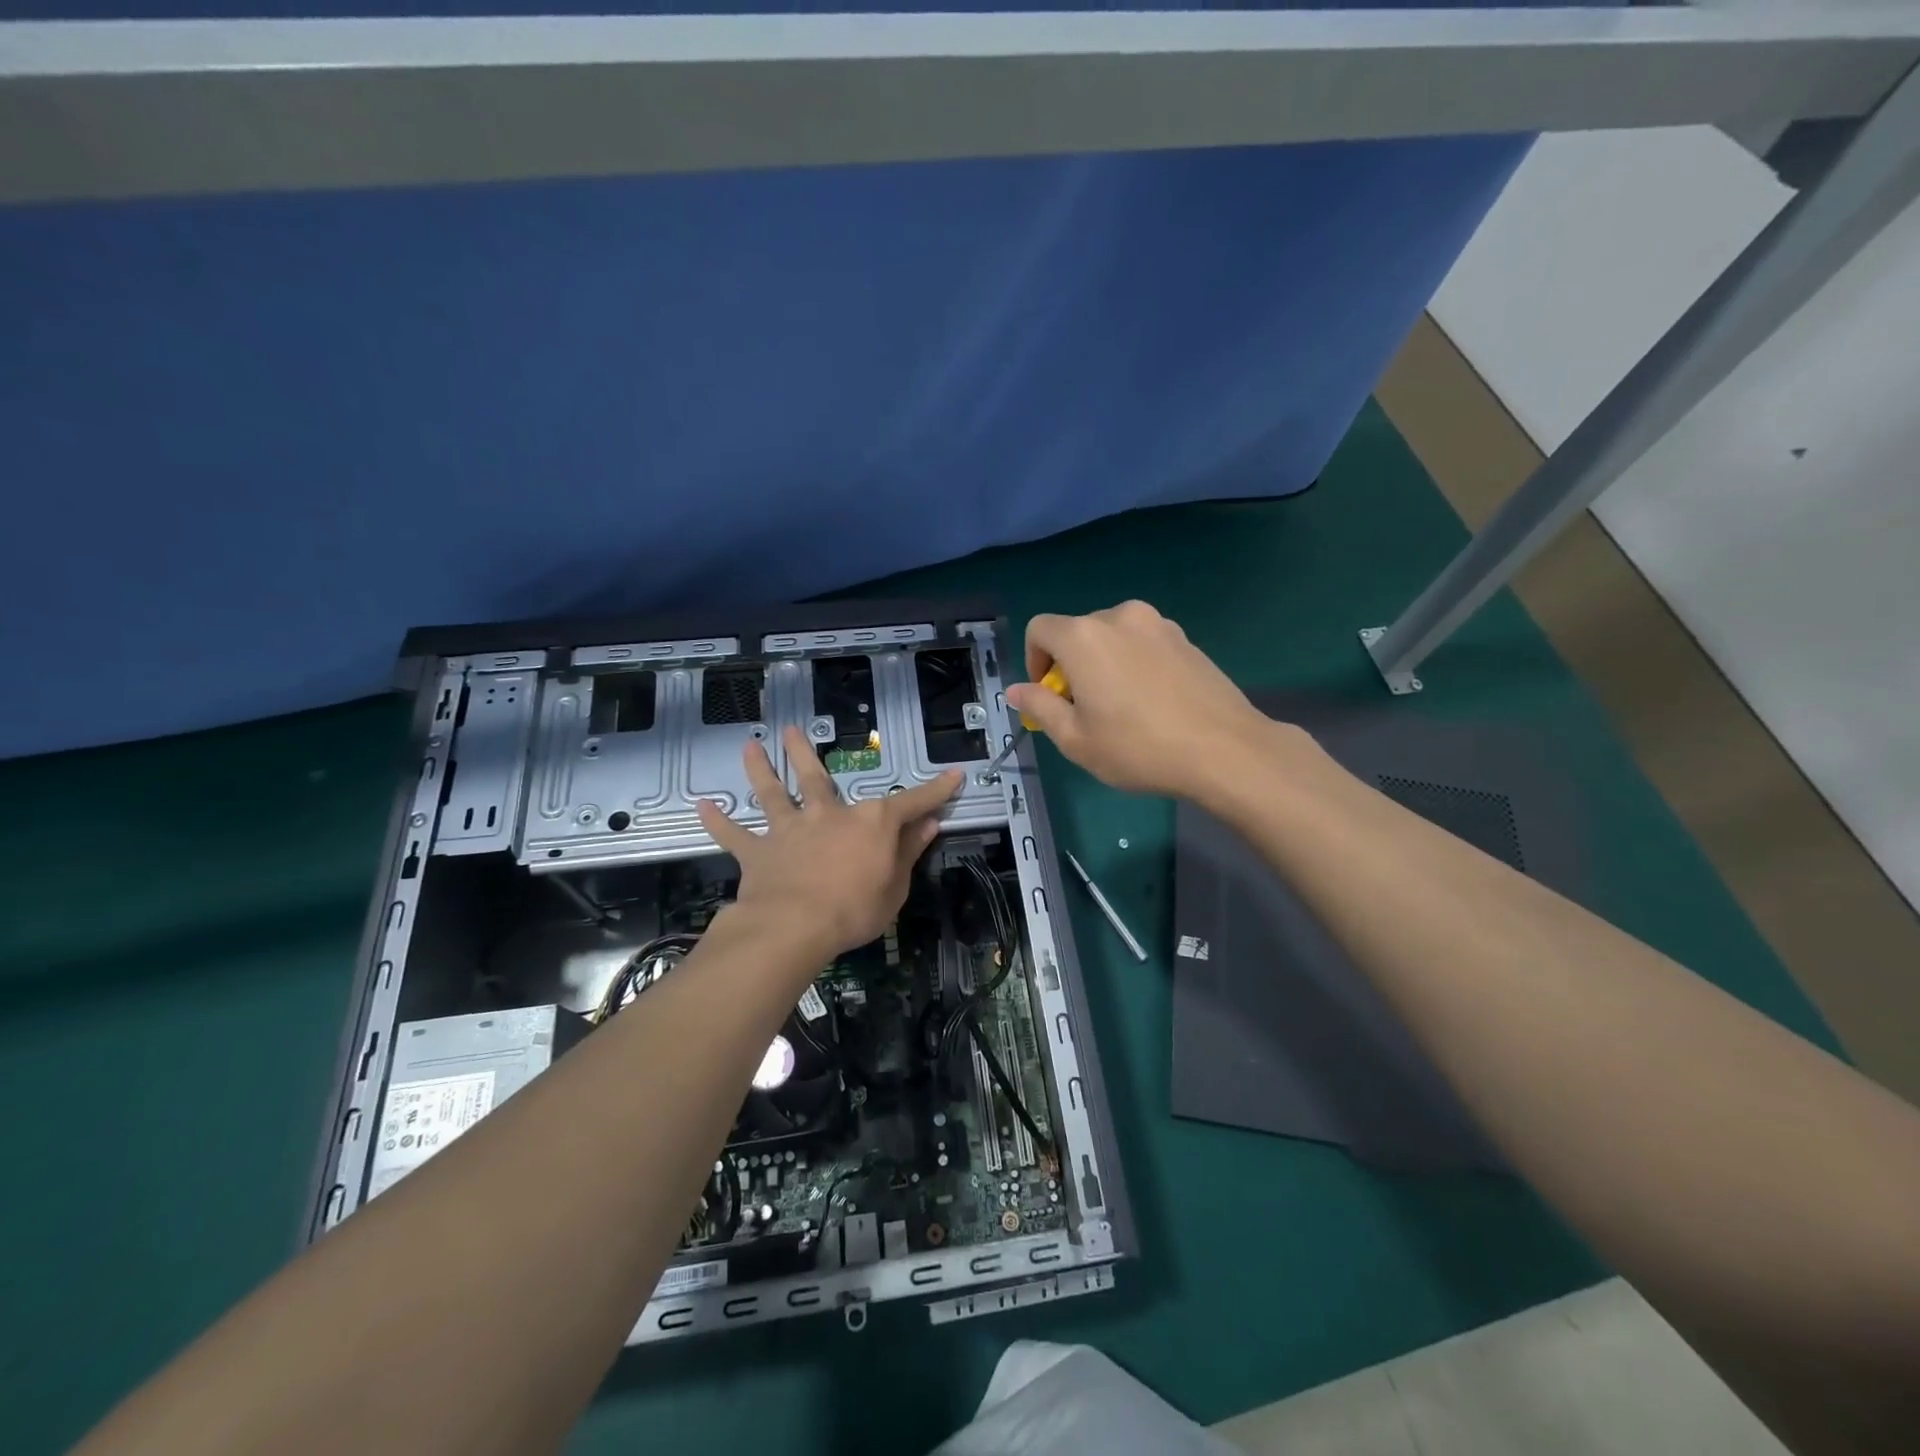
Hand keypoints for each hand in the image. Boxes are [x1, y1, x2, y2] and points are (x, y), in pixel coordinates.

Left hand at [697, 726, 961, 960]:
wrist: (794, 927)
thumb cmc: (855, 909)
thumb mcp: (896, 886)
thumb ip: (909, 852)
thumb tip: (930, 824)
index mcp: (869, 823)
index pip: (912, 802)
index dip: (936, 790)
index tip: (955, 775)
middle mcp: (827, 815)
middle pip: (817, 778)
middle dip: (805, 752)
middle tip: (792, 730)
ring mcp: (789, 831)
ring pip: (772, 794)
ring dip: (760, 769)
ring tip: (749, 746)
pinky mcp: (758, 853)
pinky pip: (733, 836)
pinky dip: (717, 822)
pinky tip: (701, 805)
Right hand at [1006, 601, 1280, 800]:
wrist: (1224, 750)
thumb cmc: (1138, 748)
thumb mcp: (1075, 739)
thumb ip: (1040, 707)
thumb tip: (1017, 689)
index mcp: (1084, 637)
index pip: (1039, 629)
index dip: (1034, 661)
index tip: (1050, 696)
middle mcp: (1119, 617)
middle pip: (1077, 632)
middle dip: (1071, 665)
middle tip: (1085, 709)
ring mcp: (1158, 624)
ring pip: (1113, 637)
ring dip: (1104, 663)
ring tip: (1122, 707)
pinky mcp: (1186, 639)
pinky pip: (1143, 644)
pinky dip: (1135, 664)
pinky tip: (1153, 702)